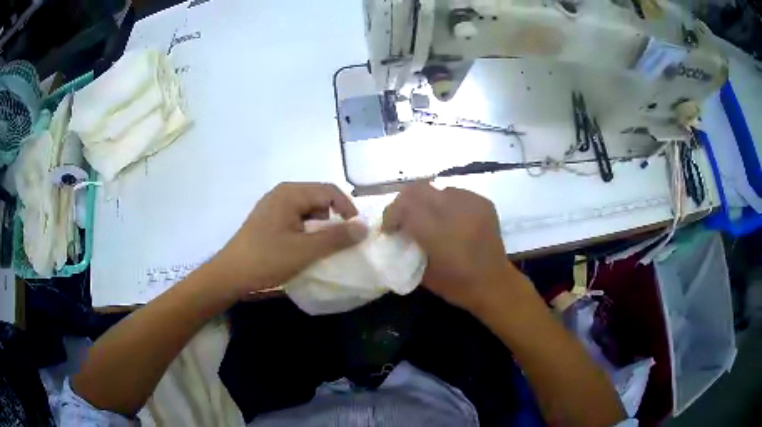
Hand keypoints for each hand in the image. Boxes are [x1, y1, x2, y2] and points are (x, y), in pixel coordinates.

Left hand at [213, 182, 367, 295]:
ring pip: (308, 210)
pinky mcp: (267, 220)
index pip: (330, 191)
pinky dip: (305, 231)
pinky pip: (295, 218)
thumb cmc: (267, 259)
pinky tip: (302, 248)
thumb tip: (364, 226)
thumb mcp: (305, 250)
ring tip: (318, 248)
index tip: (356, 232)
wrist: (230, 274)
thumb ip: (336, 237)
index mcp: (290, 193)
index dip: (348, 209)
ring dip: (319, 227)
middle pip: (319, 199)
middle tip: (338, 242)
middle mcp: (282, 193)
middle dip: (333, 219)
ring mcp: (273, 206)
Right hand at [382, 183, 517, 311]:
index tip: (389, 229)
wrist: (495, 284)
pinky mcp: (483, 203)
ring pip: (437, 188)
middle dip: (404, 202)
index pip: (405, 207)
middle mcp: (455, 212)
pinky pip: (456, 193)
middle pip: (418, 189)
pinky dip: (445, 202)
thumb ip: (408, 250)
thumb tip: (396, 235)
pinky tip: (448, 218)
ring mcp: (472, 204)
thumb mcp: (423, 275)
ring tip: (427, 218)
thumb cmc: (458, 286)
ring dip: (426, 201)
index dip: (391, 214)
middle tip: (402, 218)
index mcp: (439, 233)